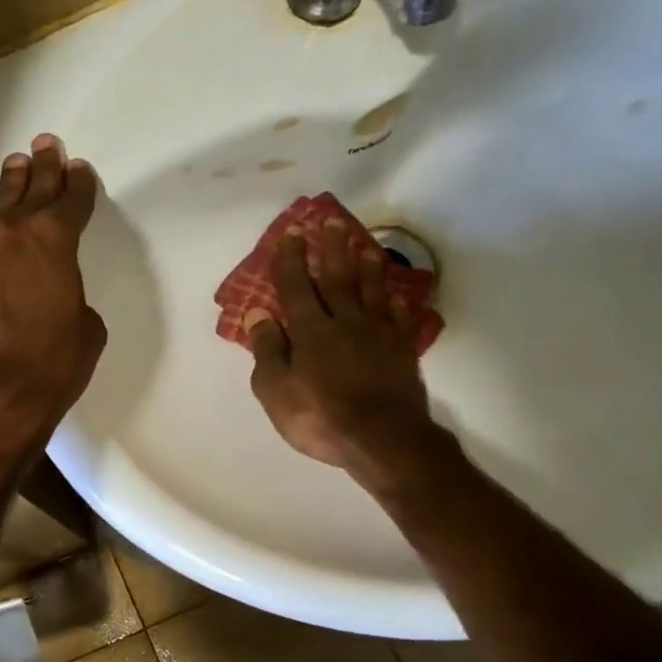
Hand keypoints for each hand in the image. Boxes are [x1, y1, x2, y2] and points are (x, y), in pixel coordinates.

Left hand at [0, 134, 106, 479]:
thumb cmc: (50, 366)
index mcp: (52, 242)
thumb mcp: (86, 333)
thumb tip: (57, 300)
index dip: (78, 184)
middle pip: (28, 191)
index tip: (79, 169)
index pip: (70, 201)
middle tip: (44, 144)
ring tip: (15, 172)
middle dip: (41, 168)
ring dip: (9, 196)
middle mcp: (9, 237)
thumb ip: (73, 300)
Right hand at [246, 221, 445, 485]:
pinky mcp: (403, 350)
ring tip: (365, 245)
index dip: (292, 259)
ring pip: (372, 290)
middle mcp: (346, 322)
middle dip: (333, 248)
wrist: (384, 440)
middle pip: (338, 278)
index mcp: (311, 331)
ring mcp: (379, 334)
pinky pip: (401, 317)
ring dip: (368, 265)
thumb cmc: (320, 418)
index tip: (293, 232)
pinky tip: (399, 295)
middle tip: (332, 221)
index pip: (297, 286)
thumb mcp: (276, 391)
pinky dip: (399, 302)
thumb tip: (257, 313)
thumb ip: (267, 350)